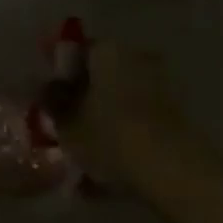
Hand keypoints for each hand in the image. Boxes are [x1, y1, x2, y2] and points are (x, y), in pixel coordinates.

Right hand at [51, 43, 194, 183]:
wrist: (173, 169)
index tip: (49, 98)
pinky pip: (138, 121)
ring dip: (104, 121)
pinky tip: (109, 173)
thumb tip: (46, 88)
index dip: (59, 73)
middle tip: (67, 127)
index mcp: (107, 49)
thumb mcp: (68, 123)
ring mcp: (160, 84)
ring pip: (120, 101)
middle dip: (84, 99)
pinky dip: (124, 138)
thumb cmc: (110, 136)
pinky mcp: (176, 114)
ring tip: (86, 159)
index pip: (75, 50)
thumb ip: (53, 102)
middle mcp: (135, 56)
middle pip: (100, 75)